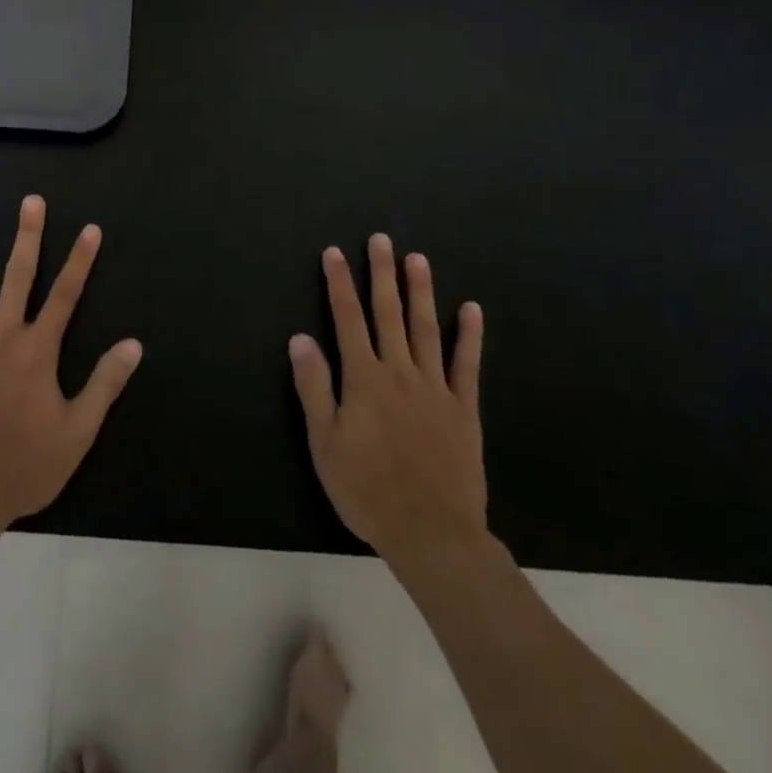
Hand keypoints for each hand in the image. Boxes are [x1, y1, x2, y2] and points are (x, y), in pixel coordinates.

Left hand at [0, 196, 142, 532]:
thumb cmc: (23, 465)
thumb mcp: (77, 432)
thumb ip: (105, 385)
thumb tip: (134, 344)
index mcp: (37, 350)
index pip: (66, 294)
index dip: (80, 260)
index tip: (90, 229)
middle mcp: (2, 334)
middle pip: (18, 275)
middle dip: (27, 235)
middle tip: (31, 200)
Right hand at [289, 235, 486, 570]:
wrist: (432, 533)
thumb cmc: (367, 489)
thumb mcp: (324, 442)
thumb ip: (314, 387)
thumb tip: (299, 338)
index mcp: (363, 378)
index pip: (347, 319)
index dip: (339, 284)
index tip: (335, 253)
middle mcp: (399, 371)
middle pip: (388, 313)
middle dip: (382, 274)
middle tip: (381, 239)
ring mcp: (434, 388)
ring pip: (426, 329)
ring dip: (420, 292)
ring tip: (417, 259)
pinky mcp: (463, 409)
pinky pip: (467, 365)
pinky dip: (469, 336)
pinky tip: (471, 309)